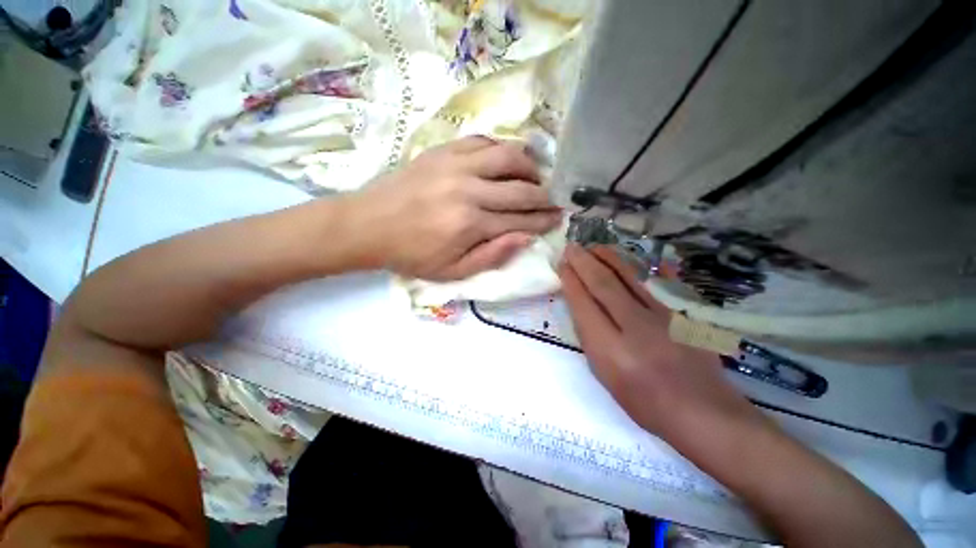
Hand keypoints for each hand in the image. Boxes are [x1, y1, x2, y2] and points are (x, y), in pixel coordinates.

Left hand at [345, 136, 562, 280]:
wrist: (368, 225)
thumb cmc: (412, 254)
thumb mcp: (453, 271)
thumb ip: (492, 256)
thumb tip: (526, 238)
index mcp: (471, 224)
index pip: (520, 220)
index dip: (542, 220)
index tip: (558, 218)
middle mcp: (469, 190)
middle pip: (521, 189)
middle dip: (544, 196)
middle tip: (555, 199)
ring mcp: (455, 165)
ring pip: (507, 156)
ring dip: (530, 167)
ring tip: (537, 177)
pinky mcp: (443, 151)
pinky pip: (482, 141)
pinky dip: (502, 148)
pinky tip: (508, 158)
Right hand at [558, 244, 765, 441]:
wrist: (702, 412)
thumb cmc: (645, 403)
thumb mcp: (605, 376)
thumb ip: (591, 338)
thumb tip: (582, 306)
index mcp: (610, 350)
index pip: (584, 305)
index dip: (571, 282)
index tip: (562, 266)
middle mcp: (635, 328)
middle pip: (603, 285)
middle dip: (584, 262)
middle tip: (571, 247)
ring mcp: (662, 317)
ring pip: (628, 278)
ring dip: (607, 258)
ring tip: (593, 246)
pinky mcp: (680, 314)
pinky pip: (652, 284)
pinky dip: (635, 268)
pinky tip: (626, 259)